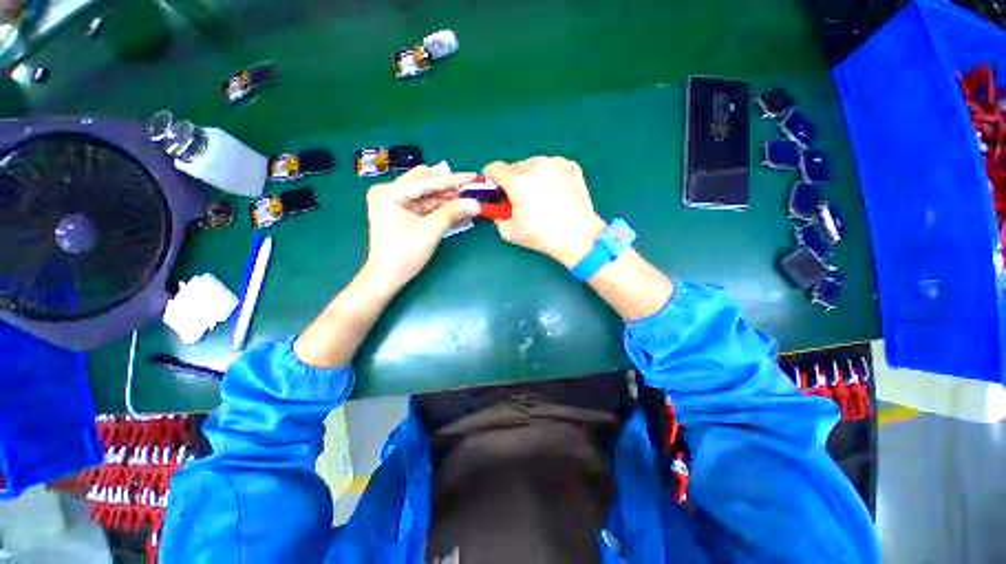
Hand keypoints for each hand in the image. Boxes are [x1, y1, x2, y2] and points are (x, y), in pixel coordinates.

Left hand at [363, 166, 479, 293]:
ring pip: (426, 193)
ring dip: (446, 197)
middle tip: (470, 190)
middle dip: (448, 187)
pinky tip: (457, 208)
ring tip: (468, 199)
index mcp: (389, 192)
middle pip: (424, 181)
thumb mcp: (430, 231)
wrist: (387, 277)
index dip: (453, 180)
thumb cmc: (405, 254)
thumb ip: (452, 212)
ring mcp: (394, 201)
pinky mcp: (401, 212)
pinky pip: (424, 204)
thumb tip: (476, 203)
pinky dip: (439, 207)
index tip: (473, 176)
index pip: (427, 181)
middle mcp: (389, 191)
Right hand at [483, 156, 606, 267]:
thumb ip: (496, 214)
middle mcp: (537, 165)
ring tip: (540, 197)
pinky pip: (551, 167)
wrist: (579, 237)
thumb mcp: (509, 231)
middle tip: (520, 200)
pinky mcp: (571, 166)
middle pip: (514, 166)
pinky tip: (555, 193)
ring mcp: (556, 163)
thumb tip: (497, 205)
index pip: (494, 168)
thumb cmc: (542, 236)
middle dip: (512, 181)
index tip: (495, 190)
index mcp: (518, 180)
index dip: (491, 179)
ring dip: (530, 177)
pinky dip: (548, 176)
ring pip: (533, 165)